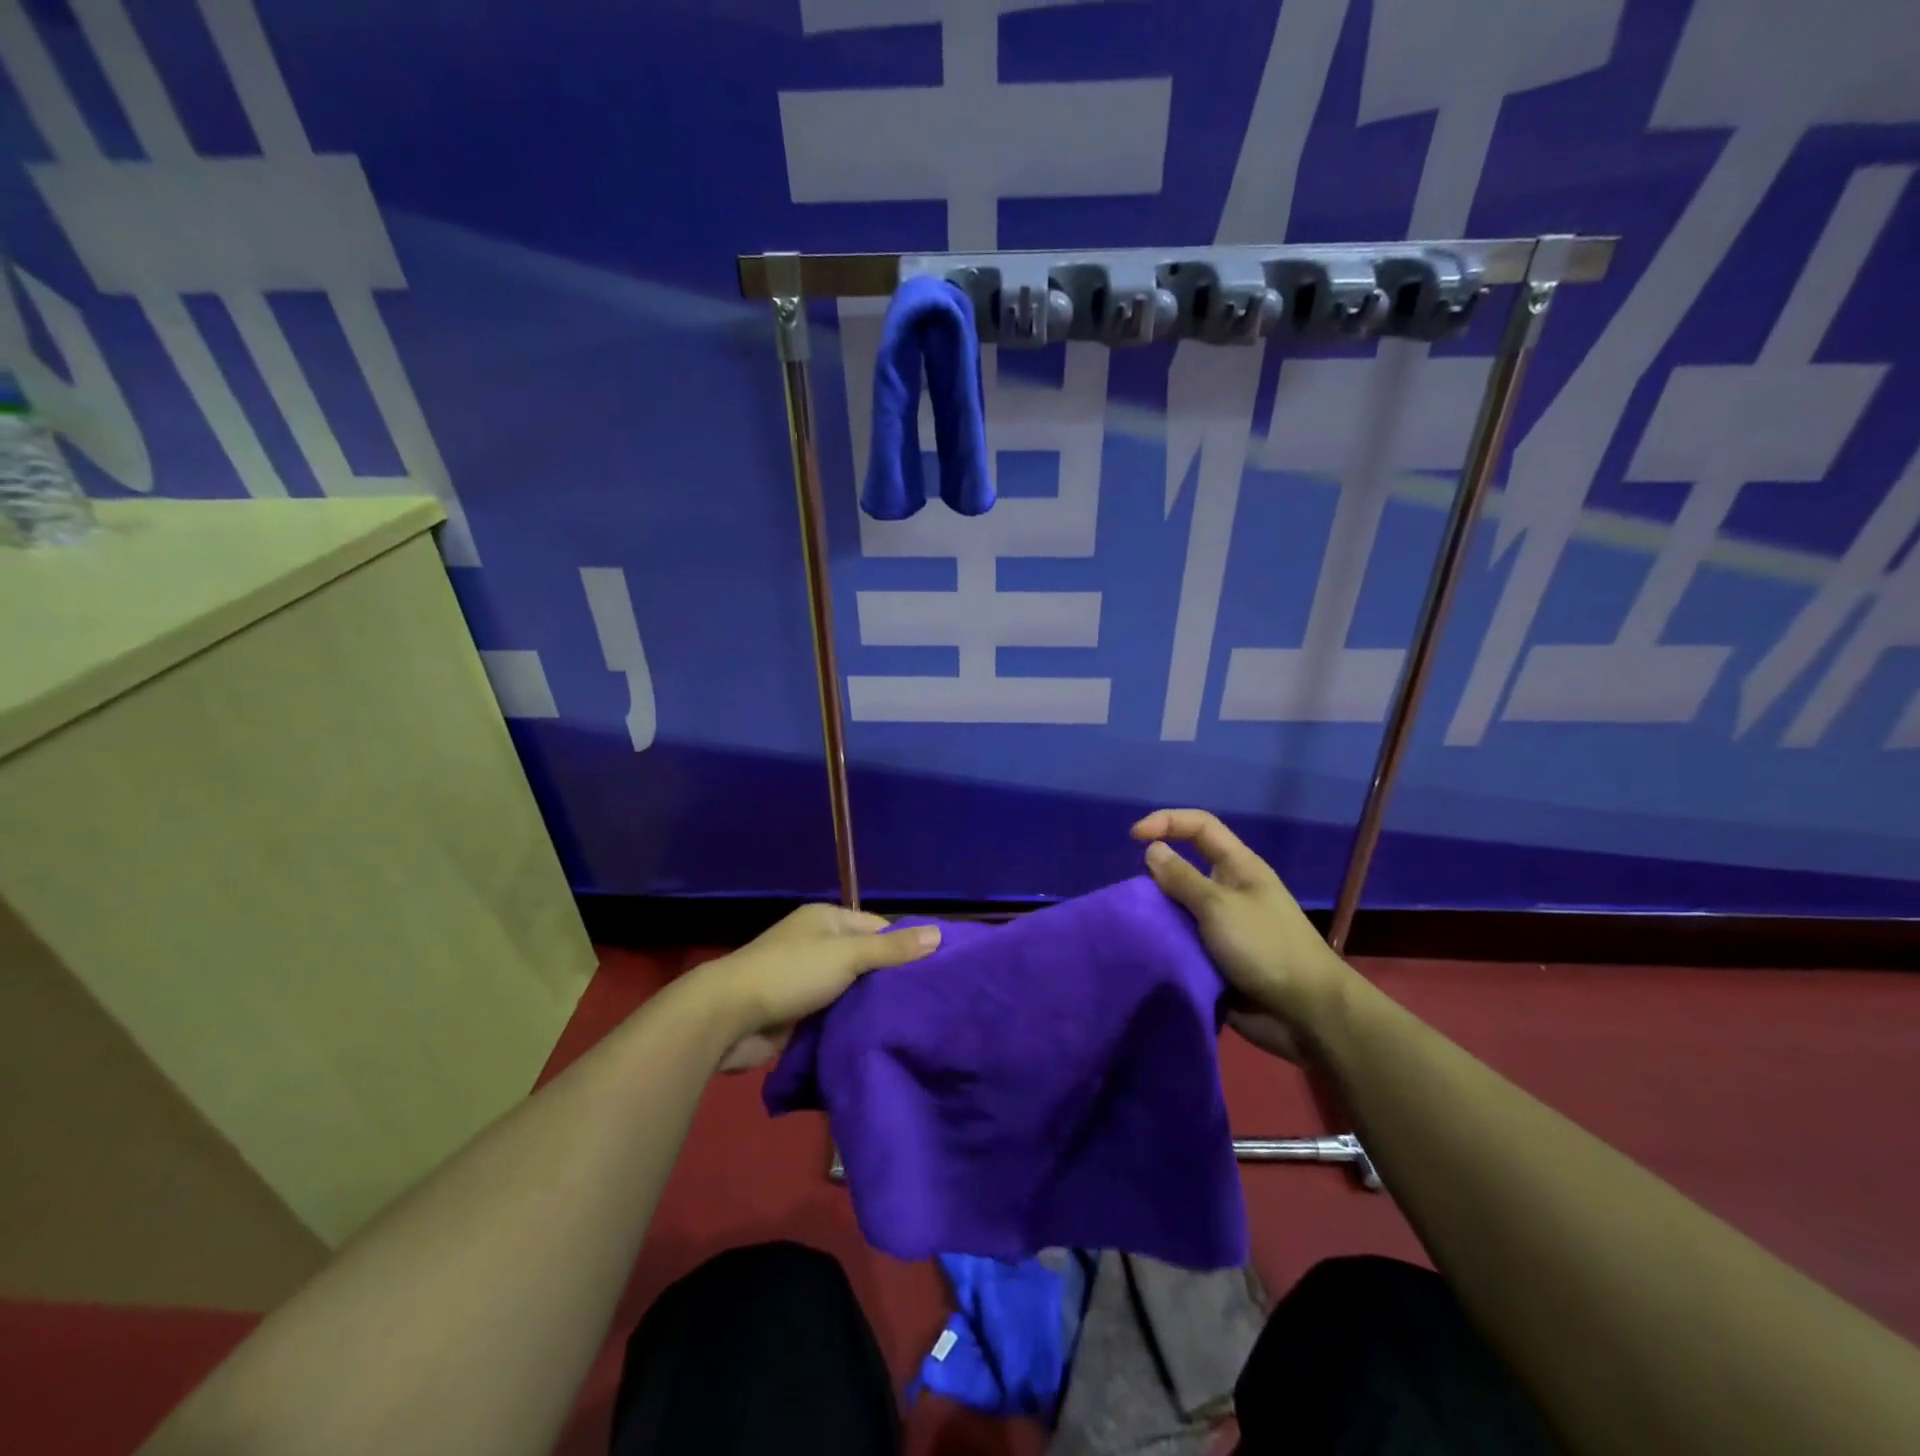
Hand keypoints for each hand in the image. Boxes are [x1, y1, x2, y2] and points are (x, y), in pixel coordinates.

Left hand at [691, 903, 940, 1070]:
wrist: (729, 1017)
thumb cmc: (791, 973)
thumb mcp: (847, 955)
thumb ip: (892, 949)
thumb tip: (939, 934)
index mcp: (827, 920)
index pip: (878, 928)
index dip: (905, 947)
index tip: (936, 972)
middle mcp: (818, 945)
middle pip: (866, 960)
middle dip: (890, 980)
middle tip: (929, 1003)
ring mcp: (806, 980)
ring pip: (852, 991)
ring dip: (871, 1006)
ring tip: (913, 1023)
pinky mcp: (799, 1013)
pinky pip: (835, 1014)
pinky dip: (851, 1024)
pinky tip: (879, 1037)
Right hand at [1132, 809, 1355, 1061]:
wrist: (1305, 1014)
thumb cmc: (1266, 947)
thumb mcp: (1219, 906)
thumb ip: (1182, 878)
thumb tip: (1152, 850)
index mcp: (1238, 867)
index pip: (1199, 827)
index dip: (1166, 821)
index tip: (1133, 838)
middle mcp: (1229, 891)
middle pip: (1184, 869)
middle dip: (1155, 878)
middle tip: (1134, 899)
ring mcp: (1223, 927)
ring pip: (1178, 910)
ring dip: (1157, 917)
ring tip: (1134, 927)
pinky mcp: (1216, 959)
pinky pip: (1182, 943)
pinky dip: (1165, 946)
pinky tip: (1146, 953)